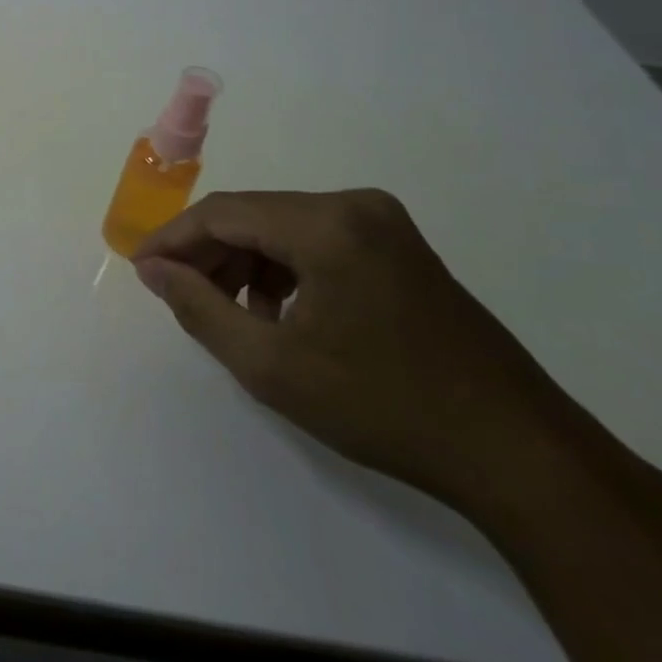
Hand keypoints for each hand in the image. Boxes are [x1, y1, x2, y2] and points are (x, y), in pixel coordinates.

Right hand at [133, 189, 588, 515]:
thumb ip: (199, 308)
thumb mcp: (272, 366)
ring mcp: (384, 224)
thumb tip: (154, 270)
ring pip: (282, 228)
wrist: (520, 455)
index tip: (142, 271)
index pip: (223, 213)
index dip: (173, 240)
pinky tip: (279, 314)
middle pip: (253, 216)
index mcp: (326, 224)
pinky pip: (317, 242)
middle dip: (208, 254)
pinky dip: (284, 270)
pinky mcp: (401, 248)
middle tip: (179, 296)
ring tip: (229, 314)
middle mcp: (355, 206)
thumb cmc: (384, 407)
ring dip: (244, 263)